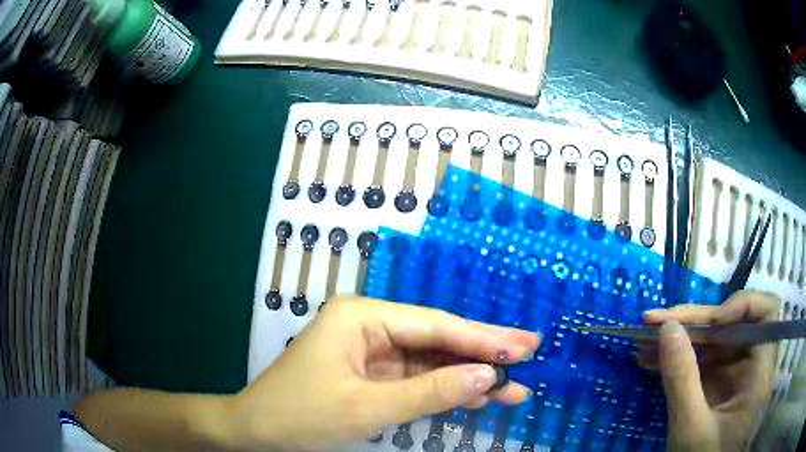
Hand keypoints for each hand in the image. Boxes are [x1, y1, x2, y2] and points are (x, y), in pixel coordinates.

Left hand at [227, 296, 540, 450]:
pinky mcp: (373, 375)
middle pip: (437, 339)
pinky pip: (417, 379)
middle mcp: (370, 325)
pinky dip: (446, 390)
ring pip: (431, 361)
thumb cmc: (302, 415)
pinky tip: (479, 396)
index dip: (482, 339)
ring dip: (470, 376)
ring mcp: (372, 352)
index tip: (524, 347)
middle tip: (531, 352)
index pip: (435, 326)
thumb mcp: (368, 407)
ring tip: (515, 385)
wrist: (257, 432)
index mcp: (363, 317)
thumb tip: (489, 376)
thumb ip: (431, 392)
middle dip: (483, 351)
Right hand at [637, 291, 777, 450]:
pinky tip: (651, 359)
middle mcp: (750, 366)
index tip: (712, 321)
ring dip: (680, 338)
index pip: (766, 314)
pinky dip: (678, 358)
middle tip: (655, 321)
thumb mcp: (690, 428)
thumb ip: (682, 379)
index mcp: (759, 372)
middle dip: (694, 321)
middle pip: (731, 325)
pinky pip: (700, 362)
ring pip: (712, 342)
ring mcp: (732, 377)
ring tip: (644, 339)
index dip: (743, 306)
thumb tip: (667, 328)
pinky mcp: (716, 388)